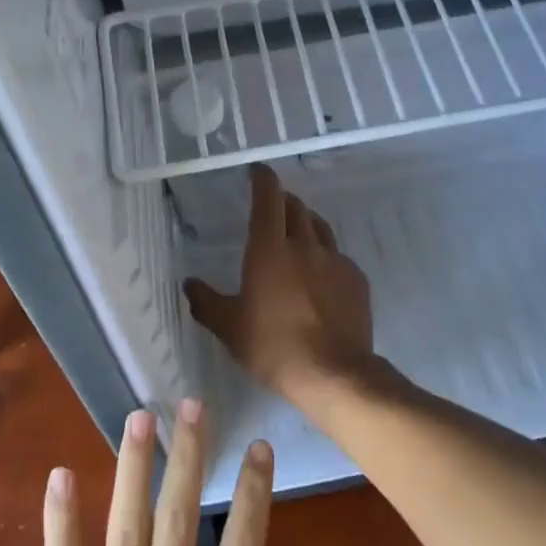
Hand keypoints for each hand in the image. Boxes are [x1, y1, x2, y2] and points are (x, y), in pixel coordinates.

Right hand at [185, 165, 374, 408]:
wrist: (334, 374)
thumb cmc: (274, 347)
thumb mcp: (230, 328)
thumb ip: (207, 302)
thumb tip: (189, 283)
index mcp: (270, 250)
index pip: (268, 199)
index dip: (263, 179)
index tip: (258, 171)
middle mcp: (305, 245)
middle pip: (296, 208)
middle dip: (282, 200)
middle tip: (272, 206)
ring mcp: (335, 261)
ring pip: (319, 228)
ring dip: (305, 223)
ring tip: (296, 233)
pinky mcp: (356, 279)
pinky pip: (337, 256)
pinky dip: (324, 255)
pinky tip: (320, 275)